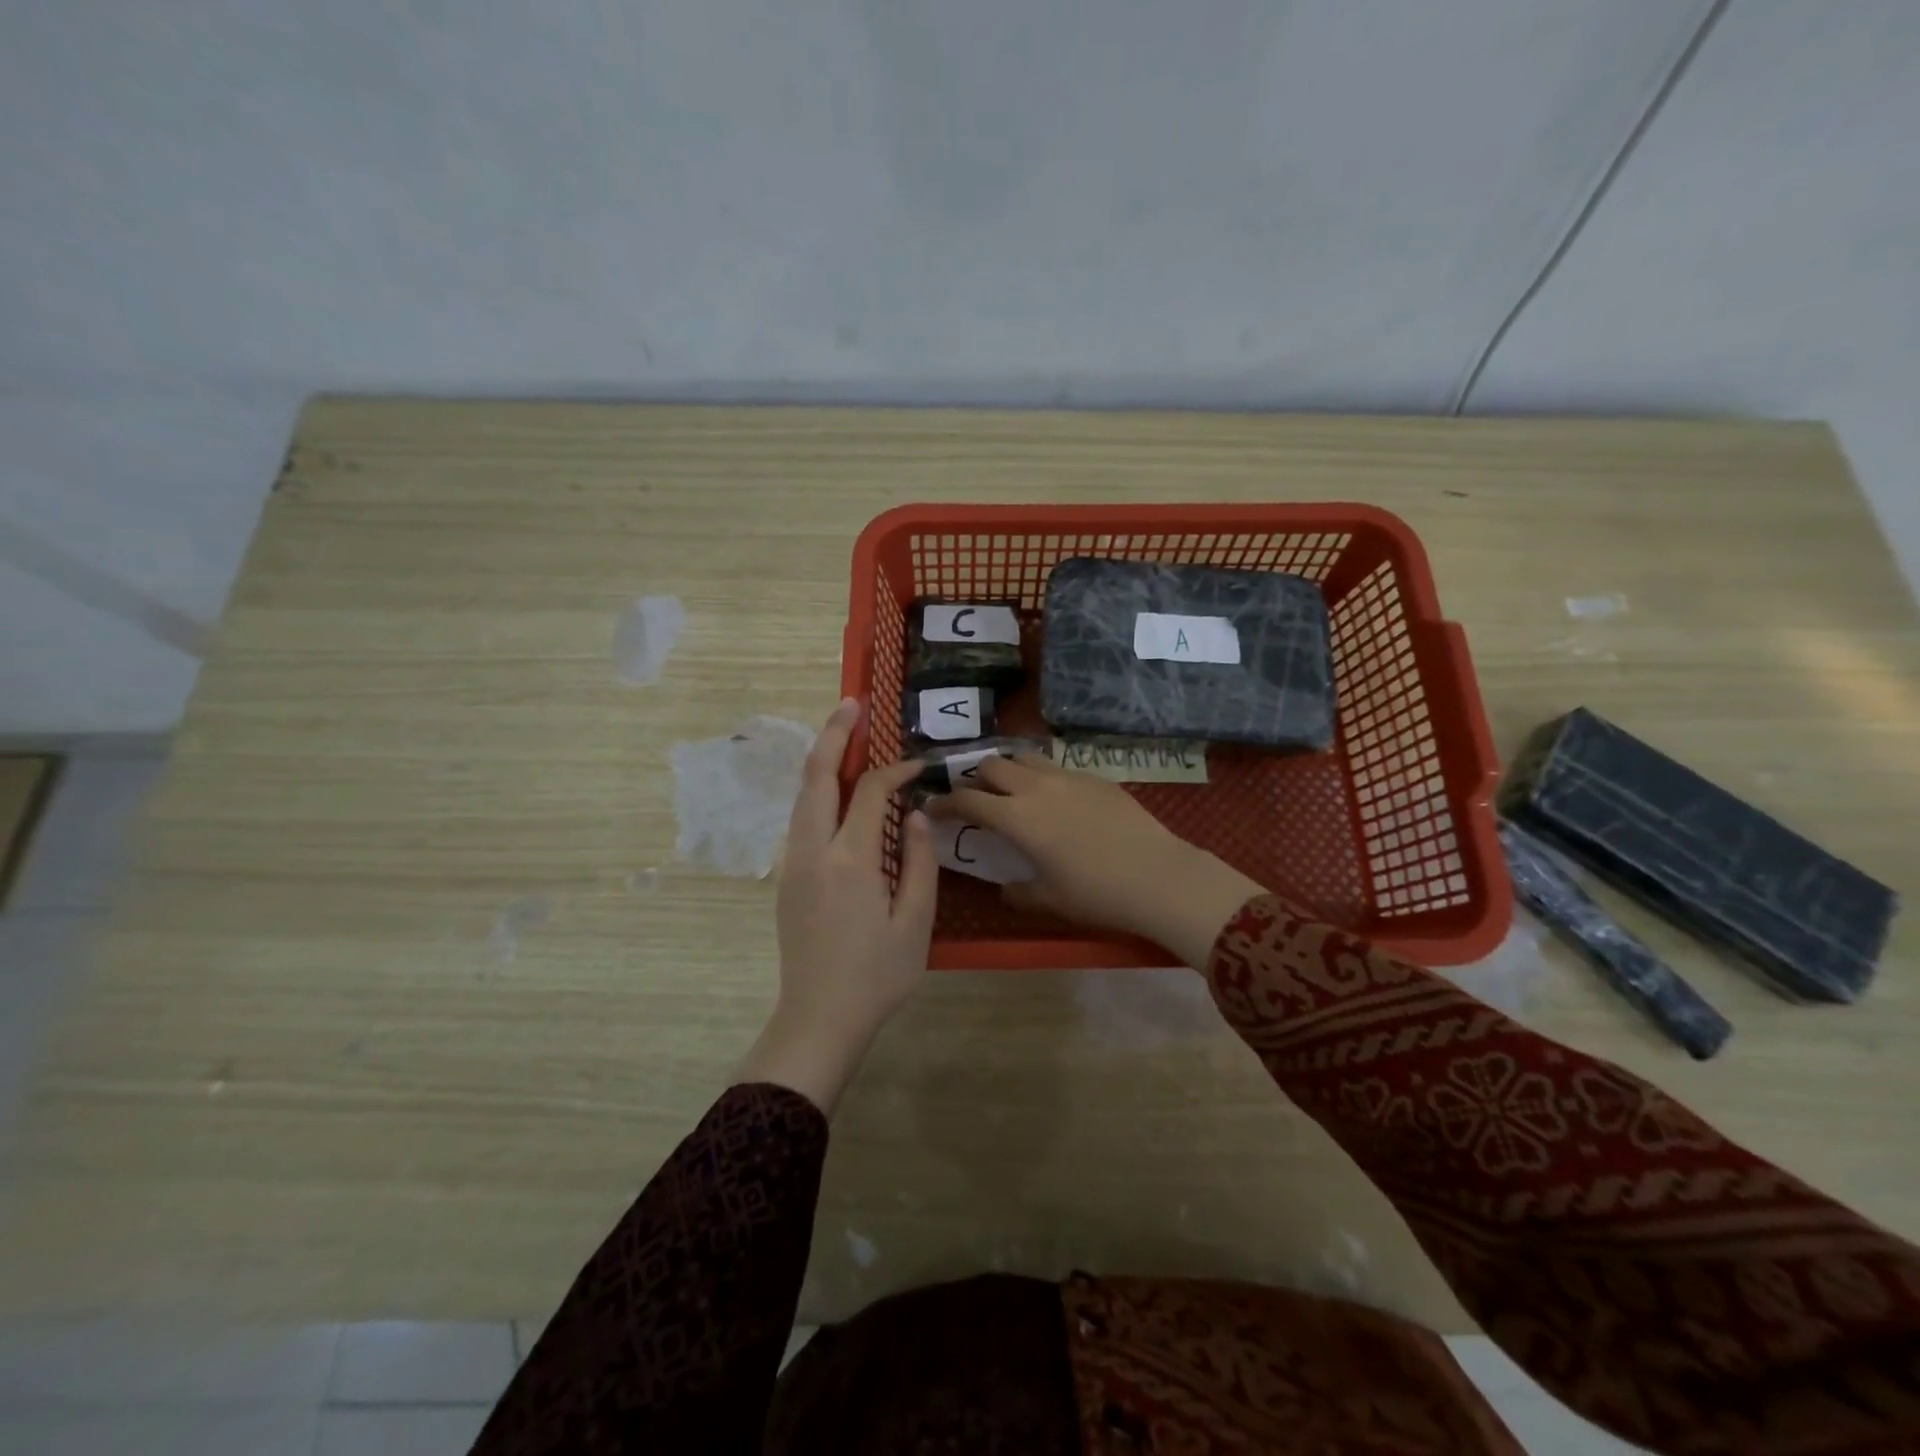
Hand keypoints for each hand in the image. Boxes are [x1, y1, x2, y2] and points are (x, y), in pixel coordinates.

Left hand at [738, 698, 937, 1114]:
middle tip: (853, 704)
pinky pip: (802, 819)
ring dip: (822, 760)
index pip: (871, 792)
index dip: (896, 770)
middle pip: (817, 777)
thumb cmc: (877, 976)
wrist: (818, 1019)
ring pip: (803, 796)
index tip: (920, 766)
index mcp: (849, 860)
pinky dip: (818, 791)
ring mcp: (793, 863)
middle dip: (833, 734)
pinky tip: (837, 791)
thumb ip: (919, 862)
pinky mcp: (788, 878)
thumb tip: (916, 816)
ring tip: (844, 735)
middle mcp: (812, 851)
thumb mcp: (915, 922)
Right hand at [926, 755, 1263, 968]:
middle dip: (975, 778)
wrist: (1158, 876)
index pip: (968, 800)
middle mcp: (1036, 787)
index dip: (945, 803)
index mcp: (1017, 817)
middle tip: (976, 798)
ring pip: (1025, 756)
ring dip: (1008, 768)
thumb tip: (1005, 888)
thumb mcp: (1049, 898)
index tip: (932, 807)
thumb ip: (1018, 892)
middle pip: (992, 765)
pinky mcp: (1096, 776)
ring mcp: (1068, 777)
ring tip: (1011, 789)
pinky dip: (1041, 775)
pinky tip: (1054, 798)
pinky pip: (1057, 766)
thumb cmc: (1096, 893)